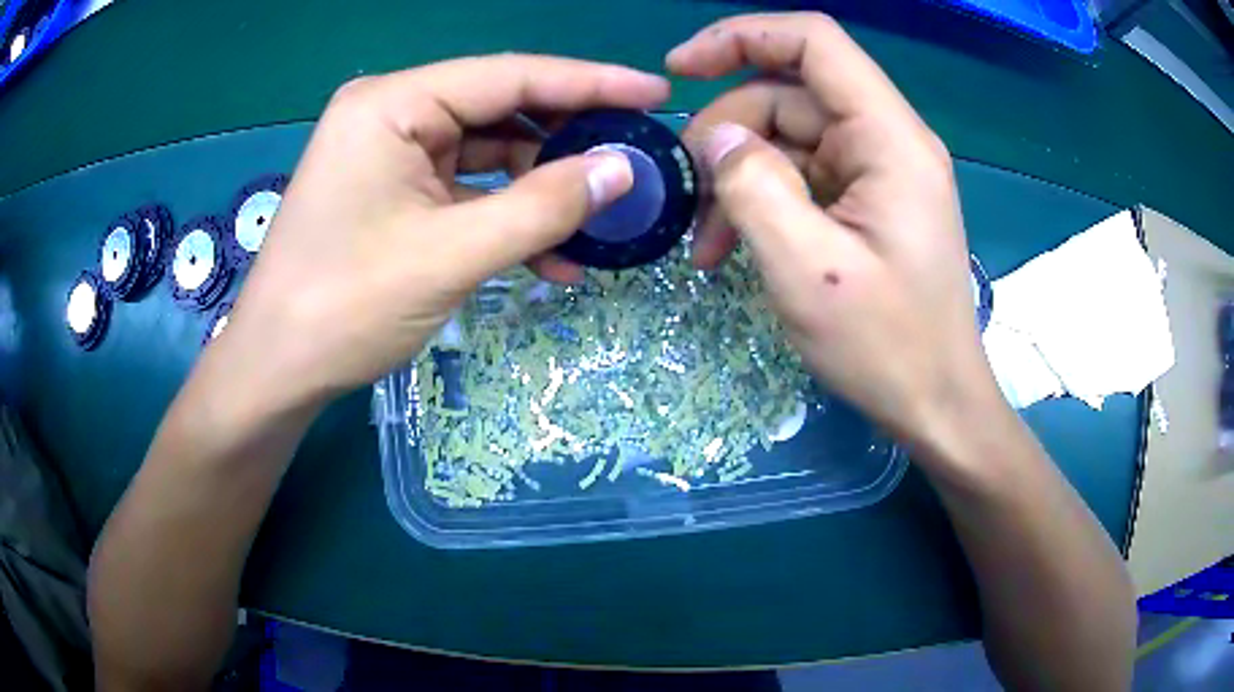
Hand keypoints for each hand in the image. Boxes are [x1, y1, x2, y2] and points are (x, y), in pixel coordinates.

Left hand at [215, 55, 667, 406]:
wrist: (278, 369)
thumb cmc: (346, 305)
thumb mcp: (451, 254)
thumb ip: (543, 206)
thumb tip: (623, 170)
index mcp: (393, 103)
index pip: (511, 76)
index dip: (591, 83)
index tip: (655, 93)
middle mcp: (392, 113)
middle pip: (502, 111)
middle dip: (569, 141)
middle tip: (636, 160)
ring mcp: (391, 154)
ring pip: (489, 154)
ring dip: (542, 191)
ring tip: (601, 220)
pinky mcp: (394, 192)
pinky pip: (466, 190)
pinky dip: (507, 218)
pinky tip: (551, 256)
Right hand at [669, 14, 999, 448]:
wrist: (937, 405)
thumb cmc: (888, 348)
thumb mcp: (808, 271)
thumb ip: (754, 187)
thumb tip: (716, 138)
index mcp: (890, 140)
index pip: (814, 42)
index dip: (742, 37)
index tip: (679, 69)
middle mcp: (887, 141)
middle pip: (789, 95)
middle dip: (728, 135)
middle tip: (689, 198)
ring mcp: (878, 172)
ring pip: (788, 138)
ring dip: (739, 178)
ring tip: (706, 242)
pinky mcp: (867, 202)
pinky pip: (802, 176)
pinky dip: (761, 201)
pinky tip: (732, 246)